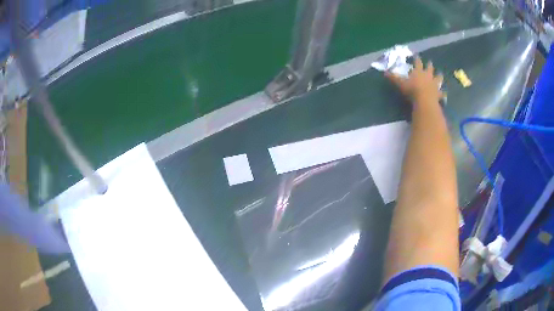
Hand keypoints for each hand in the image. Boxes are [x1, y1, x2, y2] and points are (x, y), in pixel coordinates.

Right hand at [385, 57, 442, 106]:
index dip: (417, 59)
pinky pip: (441, 93)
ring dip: (439, 76)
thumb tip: (384, 72)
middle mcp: (427, 76)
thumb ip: (393, 78)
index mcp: (418, 71)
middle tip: (430, 62)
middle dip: (429, 65)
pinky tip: (444, 93)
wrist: (424, 100)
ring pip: (438, 78)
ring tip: (440, 74)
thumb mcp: (400, 83)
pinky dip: (443, 93)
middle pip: (429, 68)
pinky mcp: (438, 94)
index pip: (417, 63)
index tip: (417, 56)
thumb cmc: (412, 90)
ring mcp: (434, 84)